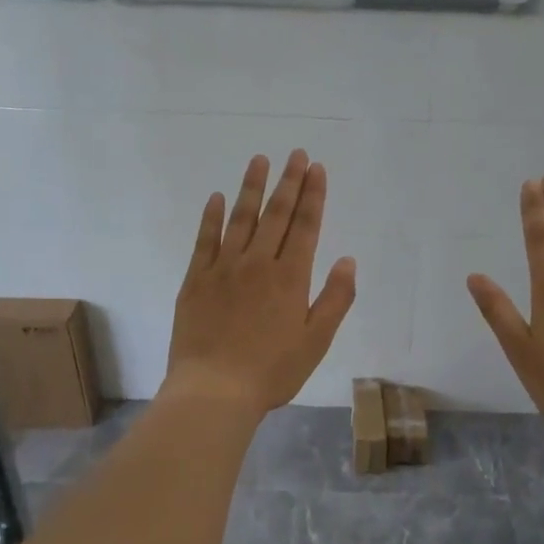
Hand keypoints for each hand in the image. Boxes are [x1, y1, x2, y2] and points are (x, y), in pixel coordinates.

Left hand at [165, 150, 356, 417]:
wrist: (214, 390)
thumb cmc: (272, 371)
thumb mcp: (316, 341)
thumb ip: (335, 298)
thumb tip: (347, 260)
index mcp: (290, 277)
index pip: (306, 226)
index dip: (313, 195)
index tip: (316, 168)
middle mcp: (258, 263)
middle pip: (277, 215)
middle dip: (289, 182)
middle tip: (295, 154)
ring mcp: (223, 269)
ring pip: (241, 219)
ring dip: (252, 188)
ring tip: (260, 160)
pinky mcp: (196, 280)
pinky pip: (205, 240)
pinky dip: (212, 217)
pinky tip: (217, 198)